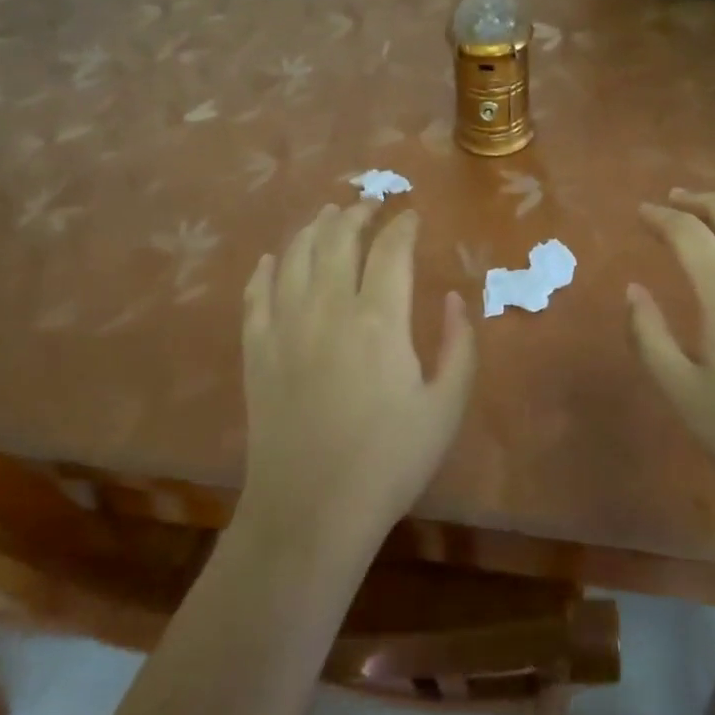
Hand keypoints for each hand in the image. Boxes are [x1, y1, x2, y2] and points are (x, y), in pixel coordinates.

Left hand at [239, 203, 476, 549]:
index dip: (403, 225)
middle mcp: (328, 307)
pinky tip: (272, 258)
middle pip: (338, 239)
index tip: (411, 215)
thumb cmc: (388, 461)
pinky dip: (265, 269)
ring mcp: (286, 325)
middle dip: (356, 214)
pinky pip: (256, 294)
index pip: (391, 249)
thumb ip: (459, 346)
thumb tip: (455, 298)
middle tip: (369, 203)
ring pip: (295, 255)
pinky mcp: (256, 350)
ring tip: (327, 215)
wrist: (310, 511)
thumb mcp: (446, 407)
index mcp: (379, 318)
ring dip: (313, 229)